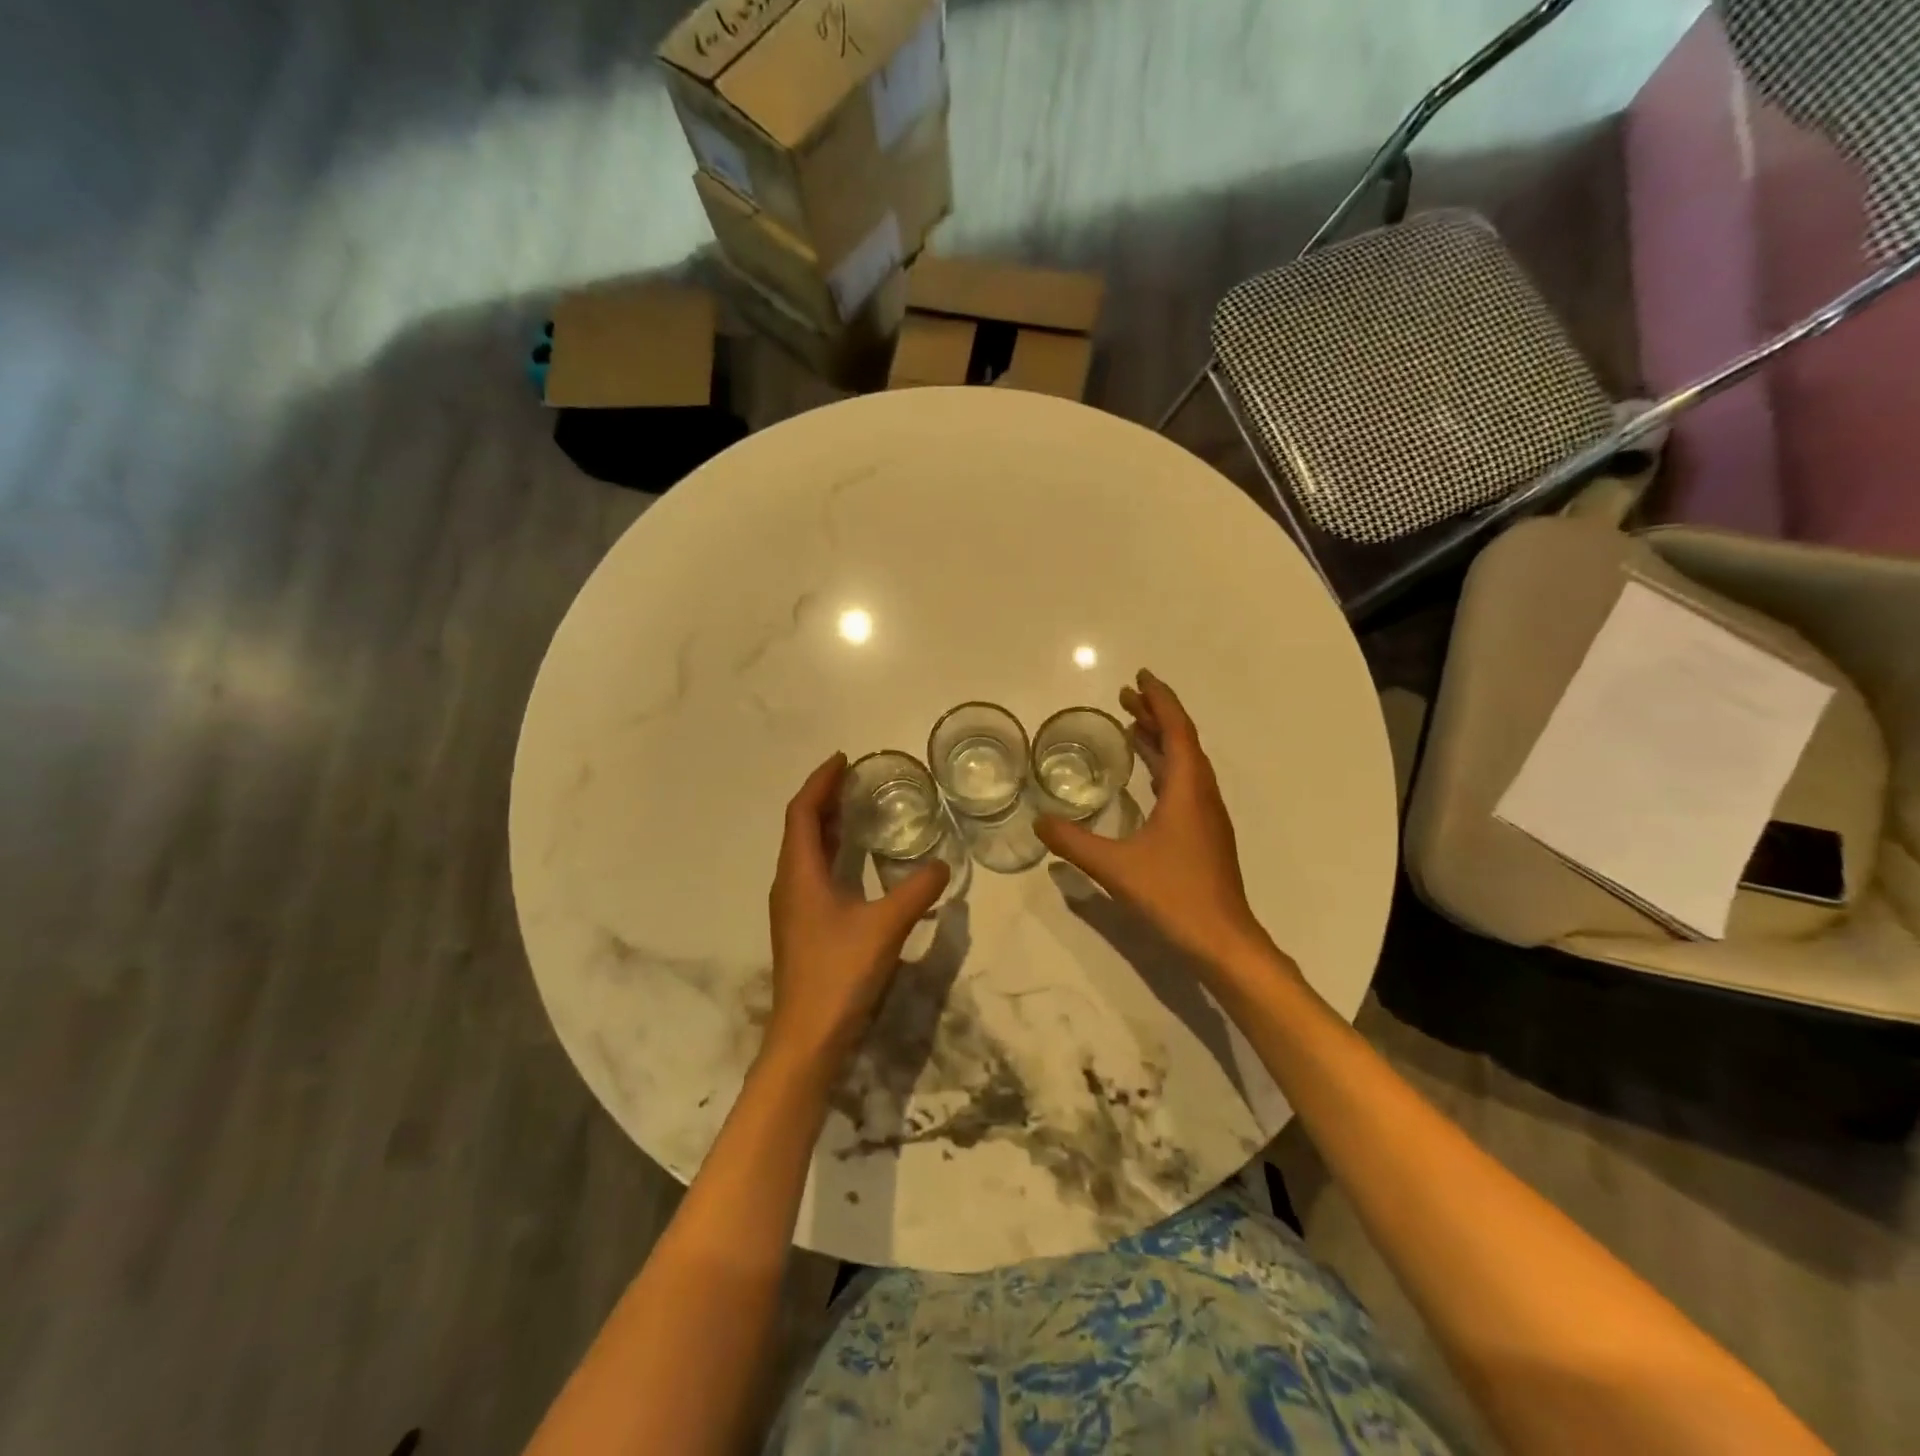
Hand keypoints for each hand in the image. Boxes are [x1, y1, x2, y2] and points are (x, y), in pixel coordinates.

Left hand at [764, 754, 950, 1072]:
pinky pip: (812, 872)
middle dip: (824, 798)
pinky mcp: (802, 927)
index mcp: (800, 874)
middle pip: (800, 827)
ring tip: (854, 808)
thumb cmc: (840, 973)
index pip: (803, 812)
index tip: (843, 759)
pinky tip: (854, 861)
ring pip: (804, 851)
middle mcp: (790, 884)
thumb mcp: (885, 926)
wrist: (807, 1037)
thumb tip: (943, 865)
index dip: (820, 782)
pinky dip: (830, 852)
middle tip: (854, 778)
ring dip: (825, 825)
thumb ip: (916, 891)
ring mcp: (793, 907)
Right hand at [1036, 670, 1272, 970]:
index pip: (1176, 730)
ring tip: (1131, 727)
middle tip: (1125, 697)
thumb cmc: (1173, 895)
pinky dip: (1164, 767)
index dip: (1159, 700)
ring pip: (1186, 763)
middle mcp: (1202, 794)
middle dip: (1155, 714)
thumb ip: (1073, 842)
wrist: (1222, 940)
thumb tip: (1038, 822)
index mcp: (1187, 790)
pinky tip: (1146, 779)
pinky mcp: (1205, 834)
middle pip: (1182, 741)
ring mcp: (1207, 816)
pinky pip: (1185, 784)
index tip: (1140, 677)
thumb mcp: (1115, 867)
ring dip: (1161, 740)